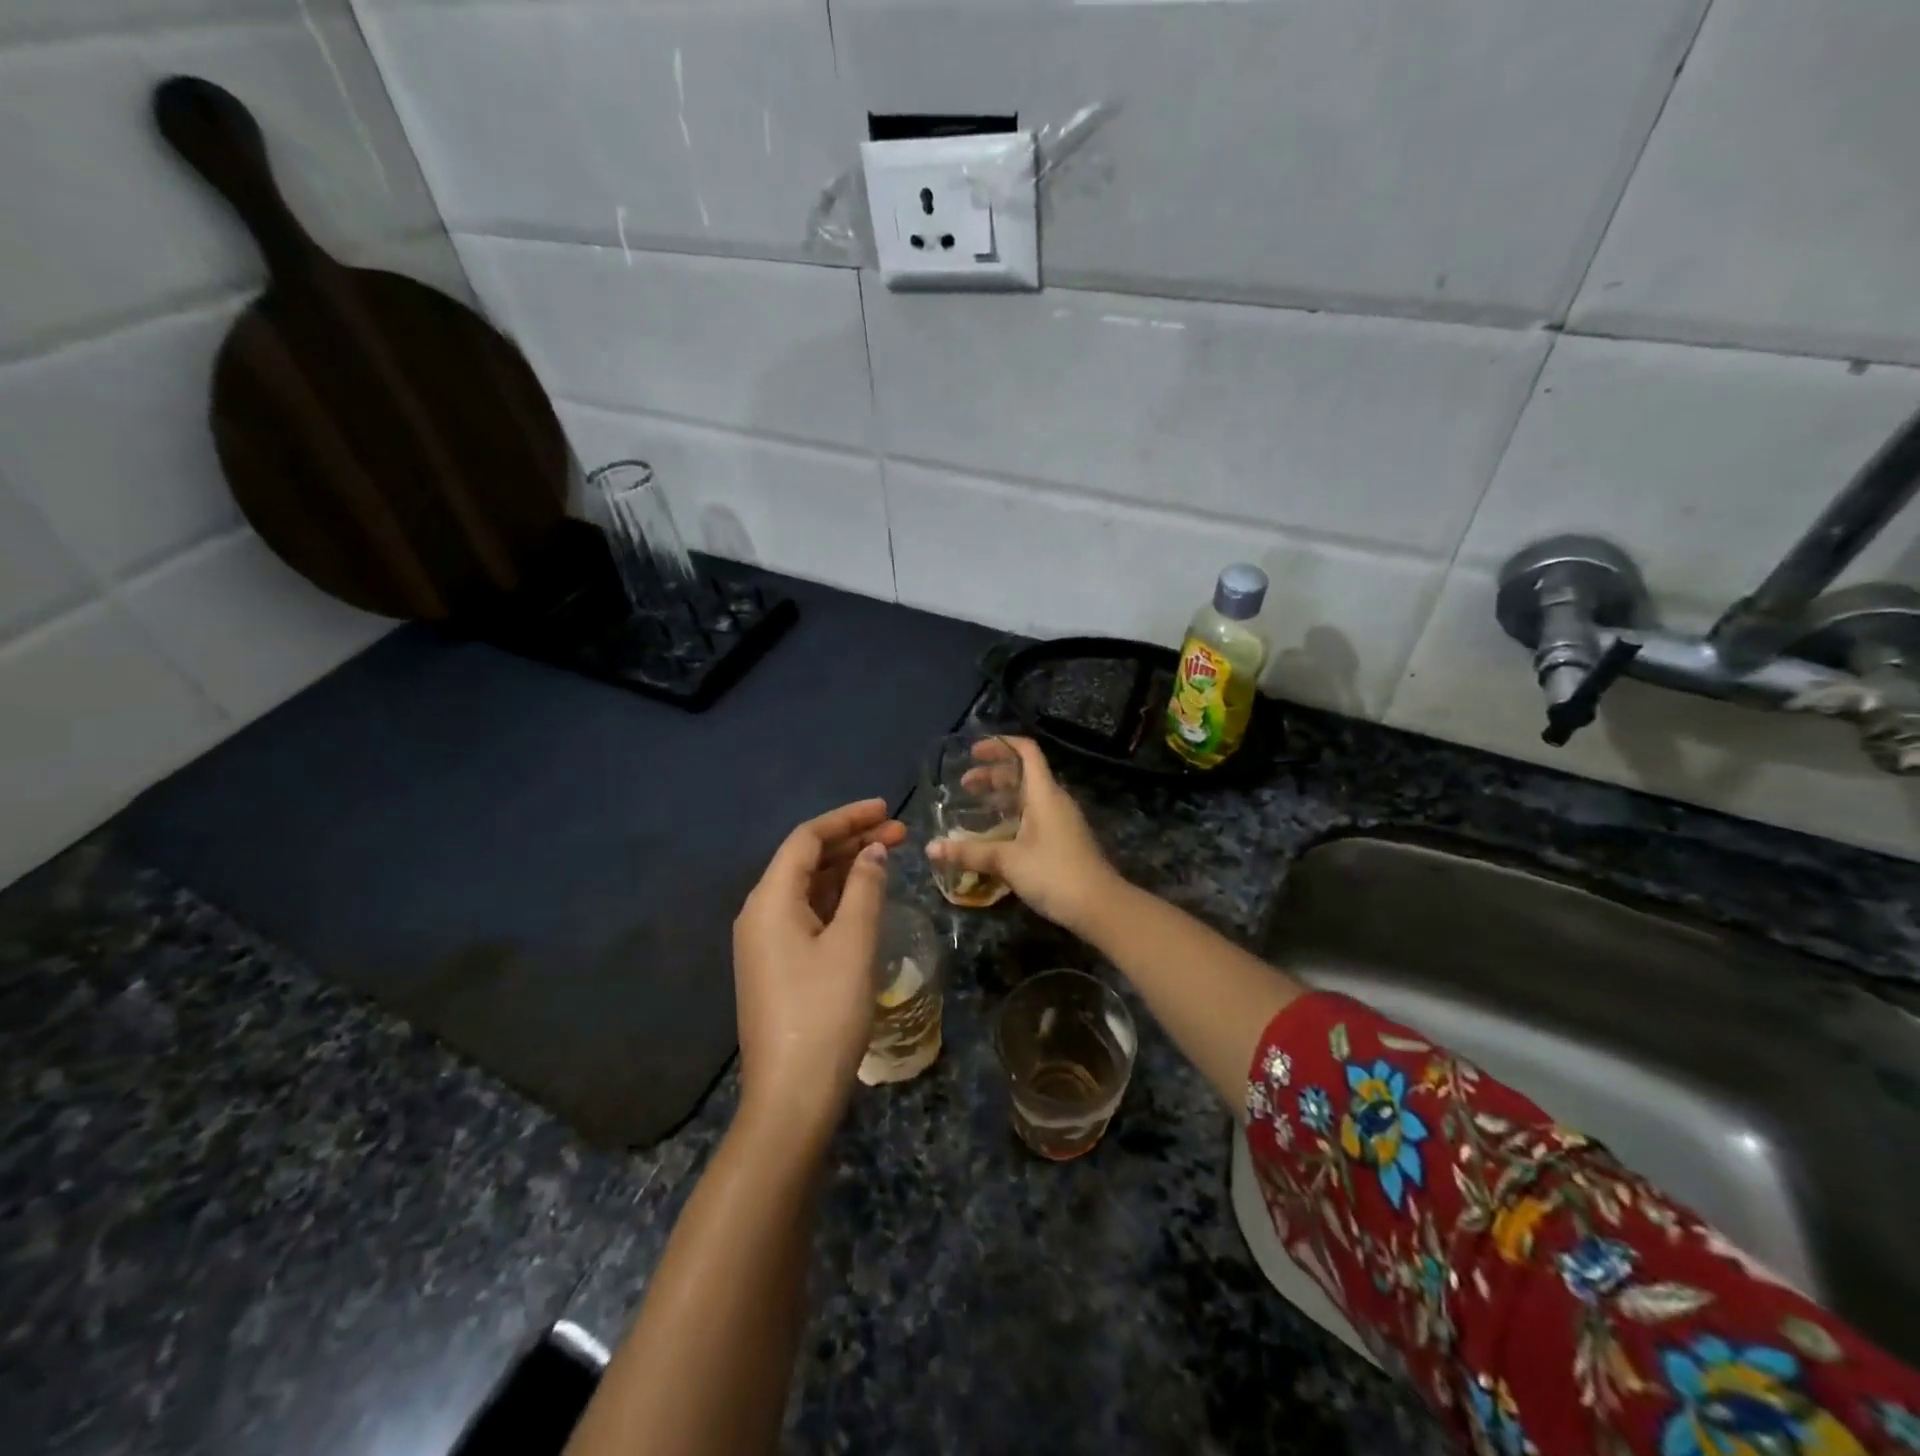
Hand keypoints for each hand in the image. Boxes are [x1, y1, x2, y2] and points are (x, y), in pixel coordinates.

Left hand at [732, 799, 905, 1144]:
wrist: (792, 1097)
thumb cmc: (825, 1012)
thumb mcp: (853, 943)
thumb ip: (865, 889)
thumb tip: (873, 853)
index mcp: (770, 900)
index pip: (807, 839)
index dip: (847, 818)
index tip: (886, 808)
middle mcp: (760, 913)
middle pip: (806, 860)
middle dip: (852, 842)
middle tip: (899, 833)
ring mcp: (766, 942)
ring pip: (808, 888)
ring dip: (847, 869)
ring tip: (889, 857)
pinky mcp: (777, 966)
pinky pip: (807, 914)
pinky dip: (838, 899)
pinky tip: (866, 897)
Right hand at [926, 737, 1118, 934]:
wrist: (1100, 906)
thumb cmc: (1054, 873)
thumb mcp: (1007, 861)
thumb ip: (969, 852)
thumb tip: (930, 847)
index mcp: (1044, 793)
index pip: (1026, 752)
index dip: (1000, 745)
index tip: (973, 751)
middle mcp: (1054, 800)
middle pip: (1023, 774)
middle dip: (992, 775)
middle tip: (964, 785)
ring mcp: (1061, 821)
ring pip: (1028, 797)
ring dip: (1001, 797)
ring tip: (974, 808)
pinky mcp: (1063, 841)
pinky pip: (1033, 816)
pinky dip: (1012, 816)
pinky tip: (994, 836)